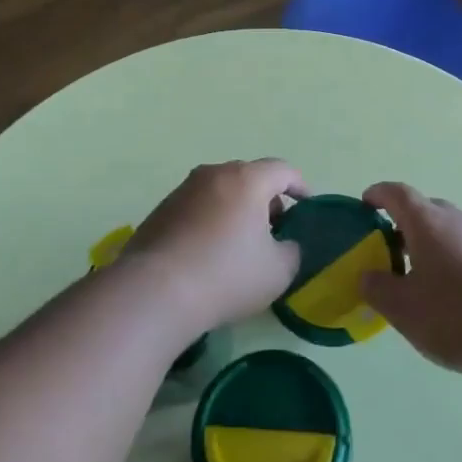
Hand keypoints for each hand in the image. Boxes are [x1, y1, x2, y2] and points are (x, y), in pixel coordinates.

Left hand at [129, 160, 305, 333]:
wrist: (155, 291)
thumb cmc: (226, 275)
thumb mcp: (278, 270)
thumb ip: (292, 250)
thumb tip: (283, 243)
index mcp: (247, 179)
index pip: (282, 170)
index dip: (300, 186)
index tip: (306, 206)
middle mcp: (214, 174)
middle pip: (249, 177)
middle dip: (267, 199)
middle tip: (274, 229)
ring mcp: (183, 190)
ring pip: (221, 191)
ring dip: (236, 209)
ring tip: (241, 244)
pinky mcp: (160, 210)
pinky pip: (197, 207)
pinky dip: (210, 221)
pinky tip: (209, 253)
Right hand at [360, 182, 461, 374]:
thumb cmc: (460, 314)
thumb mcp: (405, 310)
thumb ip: (378, 290)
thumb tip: (368, 275)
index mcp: (427, 222)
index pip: (396, 194)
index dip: (377, 195)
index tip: (364, 205)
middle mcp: (456, 220)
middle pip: (423, 211)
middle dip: (402, 226)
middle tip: (386, 252)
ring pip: (447, 233)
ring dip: (428, 248)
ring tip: (417, 281)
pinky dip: (451, 264)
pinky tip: (452, 299)